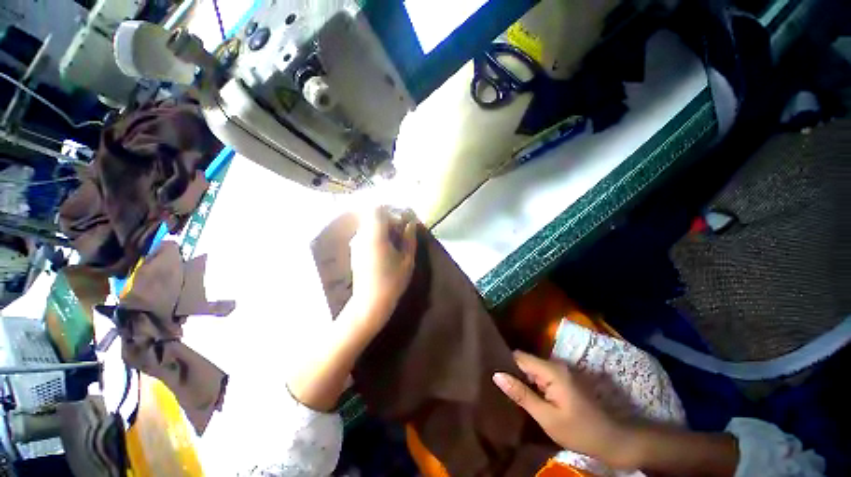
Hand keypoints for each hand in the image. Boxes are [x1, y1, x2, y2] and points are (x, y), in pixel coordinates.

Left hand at [347, 206, 417, 334]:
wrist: (370, 303)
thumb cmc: (392, 282)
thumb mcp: (407, 260)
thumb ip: (410, 238)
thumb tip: (411, 224)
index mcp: (375, 236)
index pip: (377, 209)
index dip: (392, 210)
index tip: (403, 219)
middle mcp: (362, 236)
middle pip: (373, 216)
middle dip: (390, 219)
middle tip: (403, 231)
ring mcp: (357, 244)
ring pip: (370, 225)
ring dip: (384, 228)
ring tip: (397, 241)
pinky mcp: (356, 251)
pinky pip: (367, 235)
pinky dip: (378, 235)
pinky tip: (388, 249)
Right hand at [493, 351, 630, 467]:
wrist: (611, 440)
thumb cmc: (578, 431)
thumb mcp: (546, 417)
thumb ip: (521, 394)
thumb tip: (496, 375)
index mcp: (551, 370)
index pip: (519, 357)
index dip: (504, 363)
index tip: (490, 372)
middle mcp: (555, 365)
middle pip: (525, 361)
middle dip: (512, 372)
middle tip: (498, 386)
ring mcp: (560, 371)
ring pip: (532, 369)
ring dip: (521, 378)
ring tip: (506, 390)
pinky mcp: (562, 379)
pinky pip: (540, 375)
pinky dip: (531, 383)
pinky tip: (524, 395)